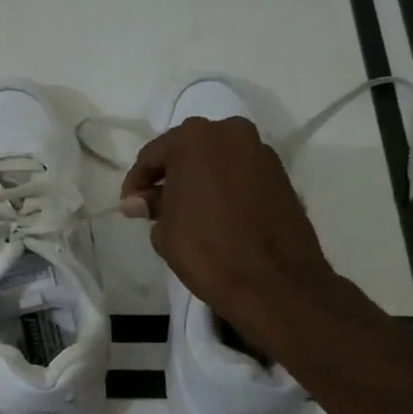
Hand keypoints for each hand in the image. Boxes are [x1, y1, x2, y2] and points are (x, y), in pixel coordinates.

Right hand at [122, 116, 332, 339]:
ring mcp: (260, 151)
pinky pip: (241, 172)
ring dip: (199, 178)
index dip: (137, 182)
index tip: (130, 206)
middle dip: (170, 174)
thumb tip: (138, 201)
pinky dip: (225, 185)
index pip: (152, 155)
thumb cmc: (206, 249)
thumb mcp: (165, 229)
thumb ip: (151, 206)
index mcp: (193, 138)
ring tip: (187, 209)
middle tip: (155, 204)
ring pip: (218, 159)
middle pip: (188, 149)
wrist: (273, 281)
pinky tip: (216, 211)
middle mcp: (229, 132)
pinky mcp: (281, 173)